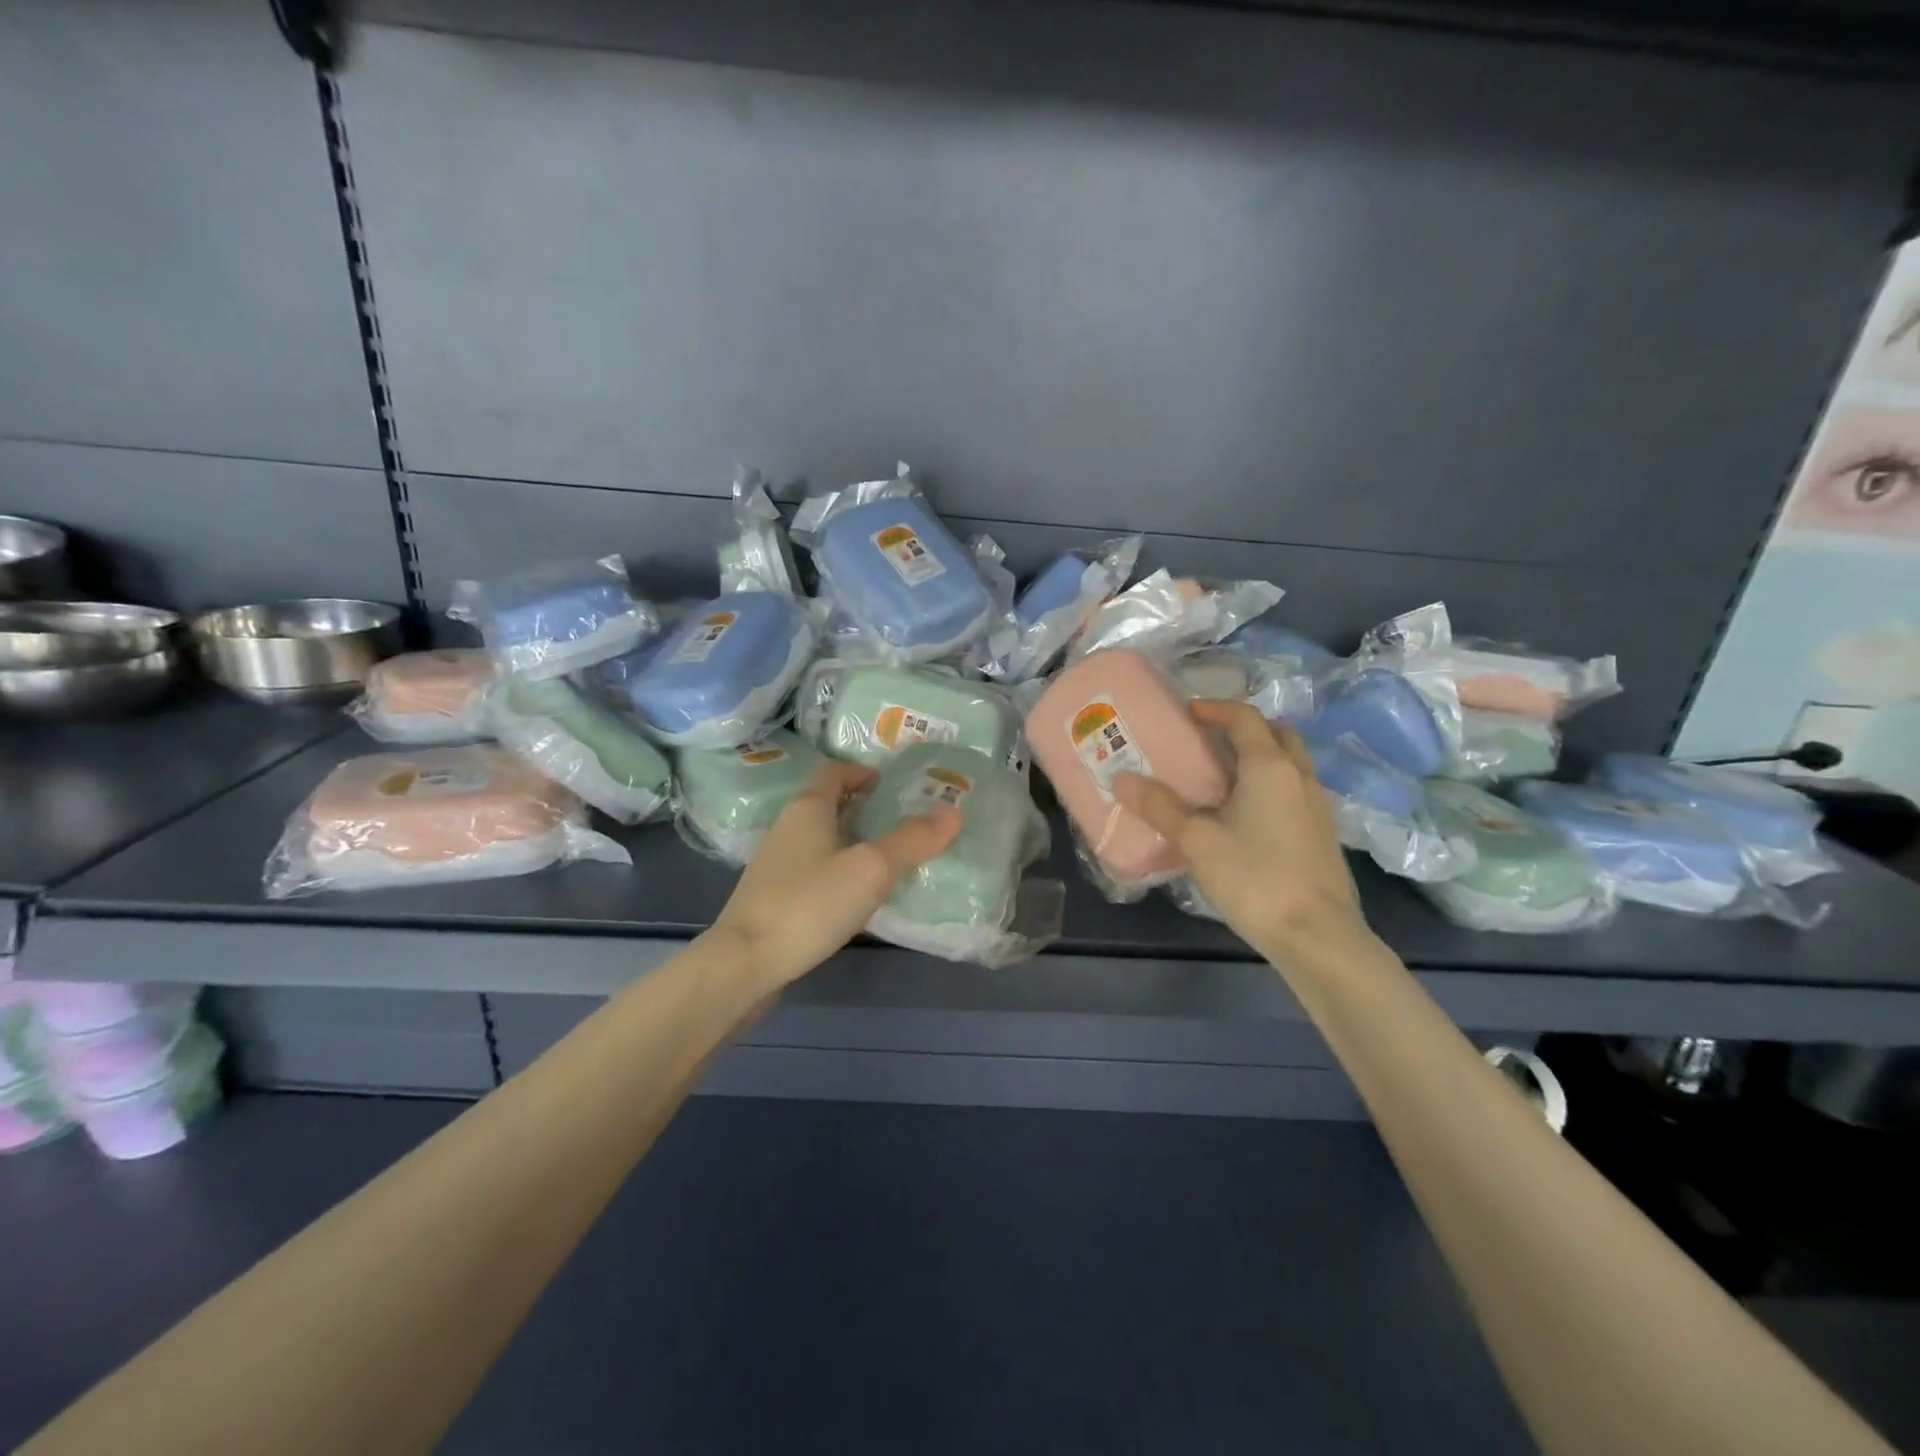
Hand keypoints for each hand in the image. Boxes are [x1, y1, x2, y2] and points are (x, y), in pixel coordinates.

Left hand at [711, 760, 961, 990]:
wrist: (745, 964)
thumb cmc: (810, 904)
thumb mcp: (872, 869)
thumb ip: (913, 840)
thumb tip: (954, 811)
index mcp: (808, 808)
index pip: (835, 772)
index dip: (863, 772)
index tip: (893, 783)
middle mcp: (788, 828)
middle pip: (828, 804)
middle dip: (863, 806)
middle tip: (903, 819)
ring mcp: (776, 865)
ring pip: (821, 839)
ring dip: (852, 840)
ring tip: (889, 857)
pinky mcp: (772, 897)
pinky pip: (813, 870)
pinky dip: (838, 870)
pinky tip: (858, 895)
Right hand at [1113, 700, 1372, 965]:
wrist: (1317, 936)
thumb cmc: (1254, 877)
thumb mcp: (1197, 840)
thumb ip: (1160, 806)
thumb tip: (1122, 778)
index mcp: (1270, 766)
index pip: (1245, 718)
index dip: (1215, 708)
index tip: (1187, 712)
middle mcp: (1299, 777)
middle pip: (1276, 734)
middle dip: (1243, 729)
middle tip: (1208, 740)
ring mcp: (1317, 806)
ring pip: (1289, 764)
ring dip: (1259, 758)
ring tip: (1220, 778)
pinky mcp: (1322, 835)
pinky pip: (1293, 791)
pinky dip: (1269, 786)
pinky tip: (1244, 816)